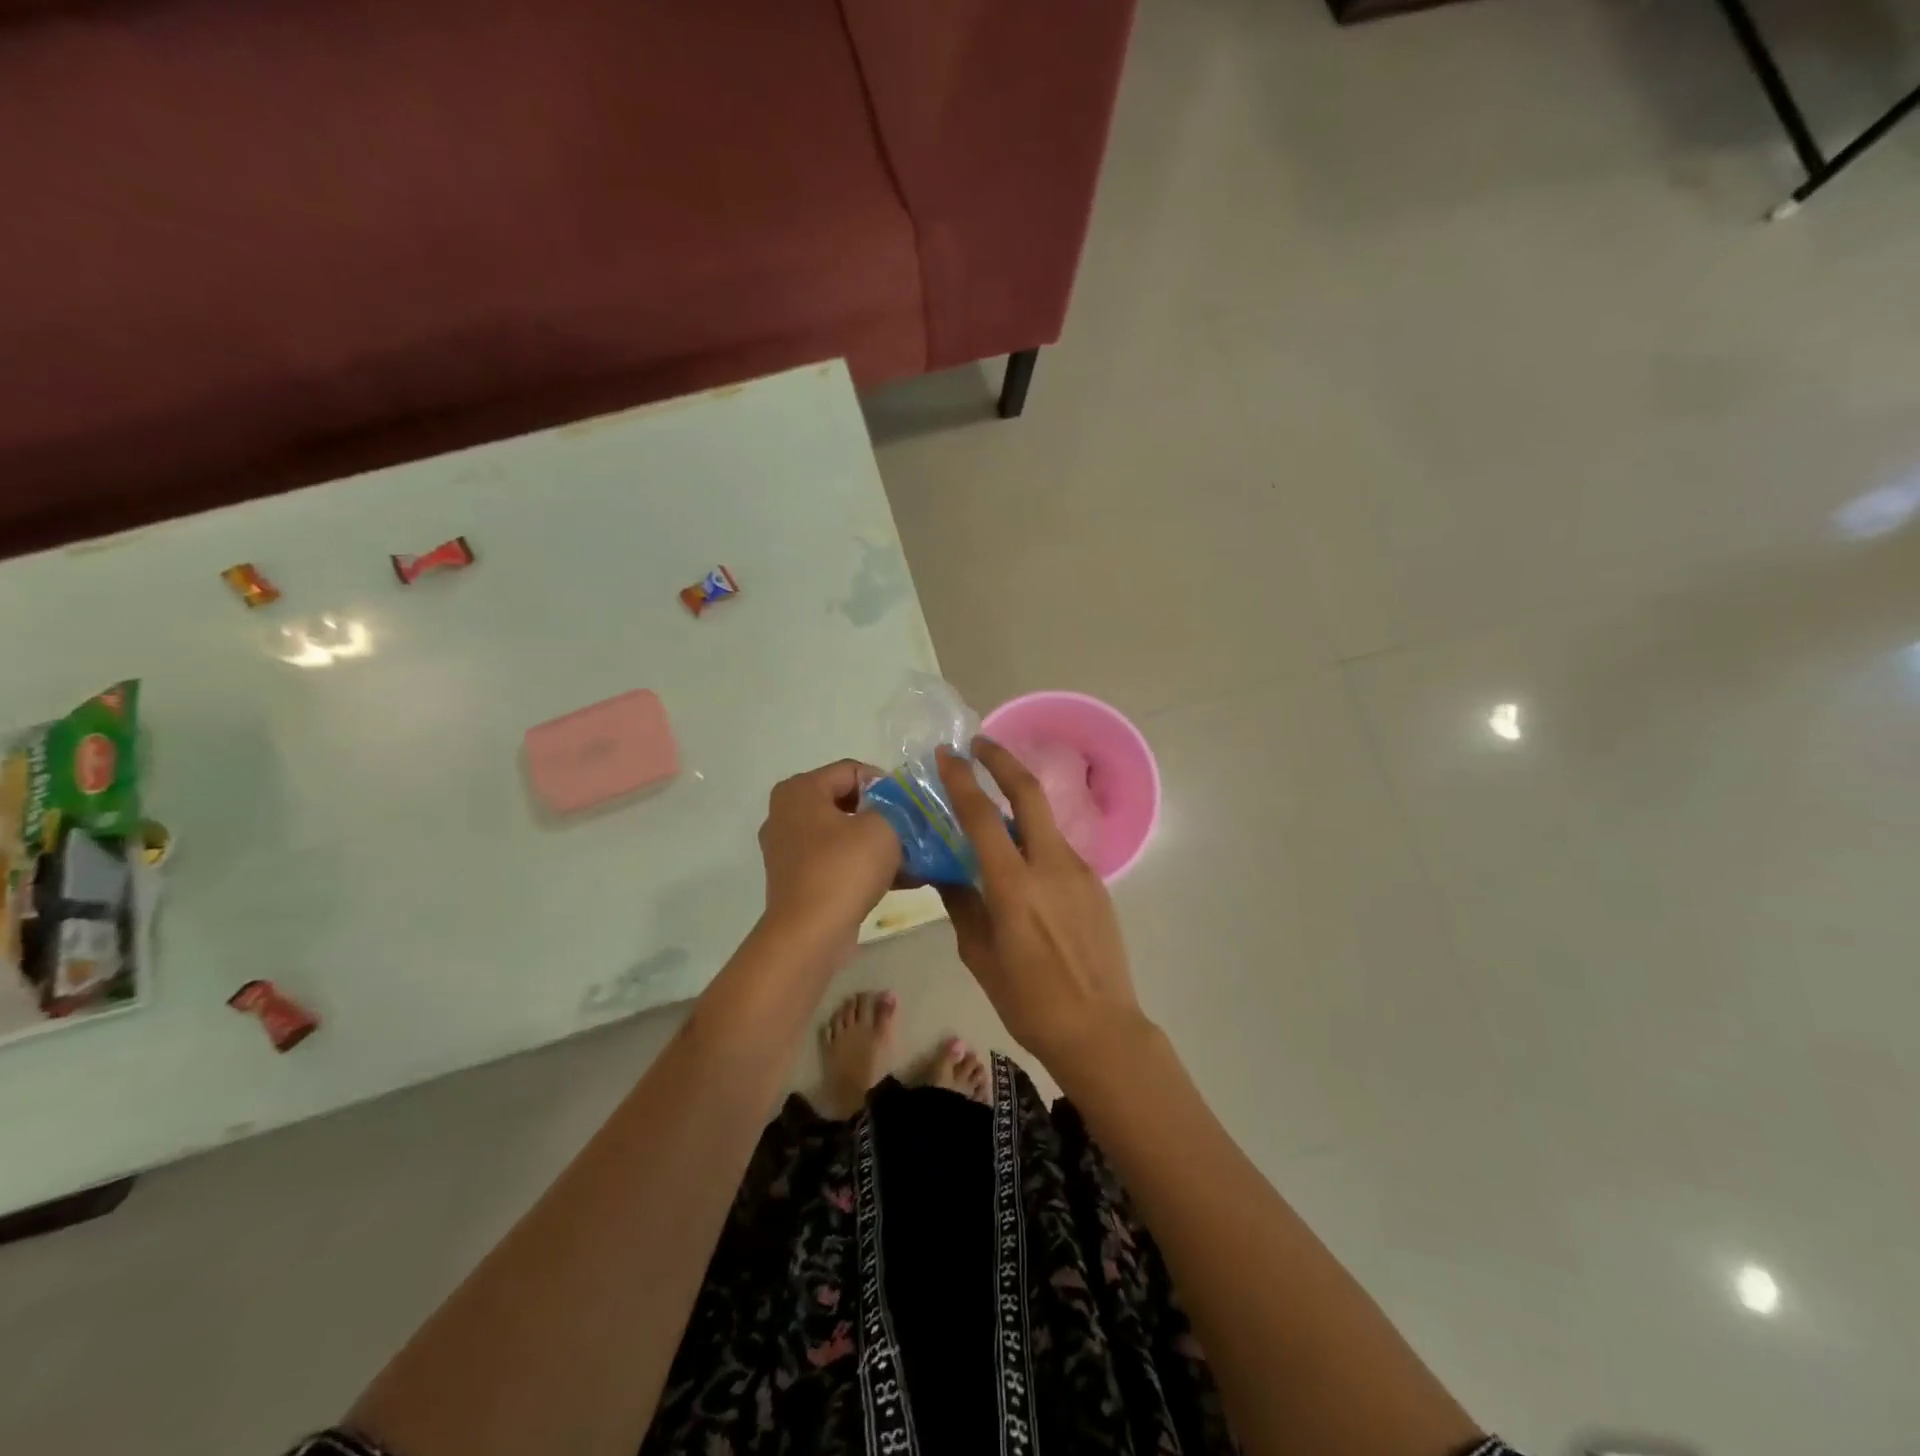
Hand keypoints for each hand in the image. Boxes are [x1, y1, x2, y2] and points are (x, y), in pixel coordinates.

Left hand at [758, 760, 901, 951]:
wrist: (810, 935)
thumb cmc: (844, 869)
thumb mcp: (884, 826)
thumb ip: (896, 806)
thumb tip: (899, 808)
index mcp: (800, 789)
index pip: (853, 770)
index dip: (887, 785)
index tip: (910, 808)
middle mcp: (786, 813)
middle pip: (847, 801)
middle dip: (884, 815)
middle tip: (912, 831)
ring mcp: (788, 849)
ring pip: (843, 834)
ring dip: (877, 843)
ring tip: (913, 858)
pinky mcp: (796, 879)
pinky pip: (836, 860)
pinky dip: (863, 865)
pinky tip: (899, 880)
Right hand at [935, 739, 1146, 1072]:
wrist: (1099, 1029)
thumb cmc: (1028, 1001)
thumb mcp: (980, 956)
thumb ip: (962, 905)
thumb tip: (946, 873)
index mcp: (1015, 886)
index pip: (983, 817)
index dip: (962, 780)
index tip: (947, 754)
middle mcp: (1051, 866)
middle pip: (1029, 793)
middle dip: (1002, 760)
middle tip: (980, 744)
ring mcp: (1080, 871)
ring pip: (1045, 821)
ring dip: (1019, 803)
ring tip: (993, 810)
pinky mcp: (1097, 884)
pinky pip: (1058, 850)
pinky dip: (1035, 840)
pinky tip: (1023, 863)